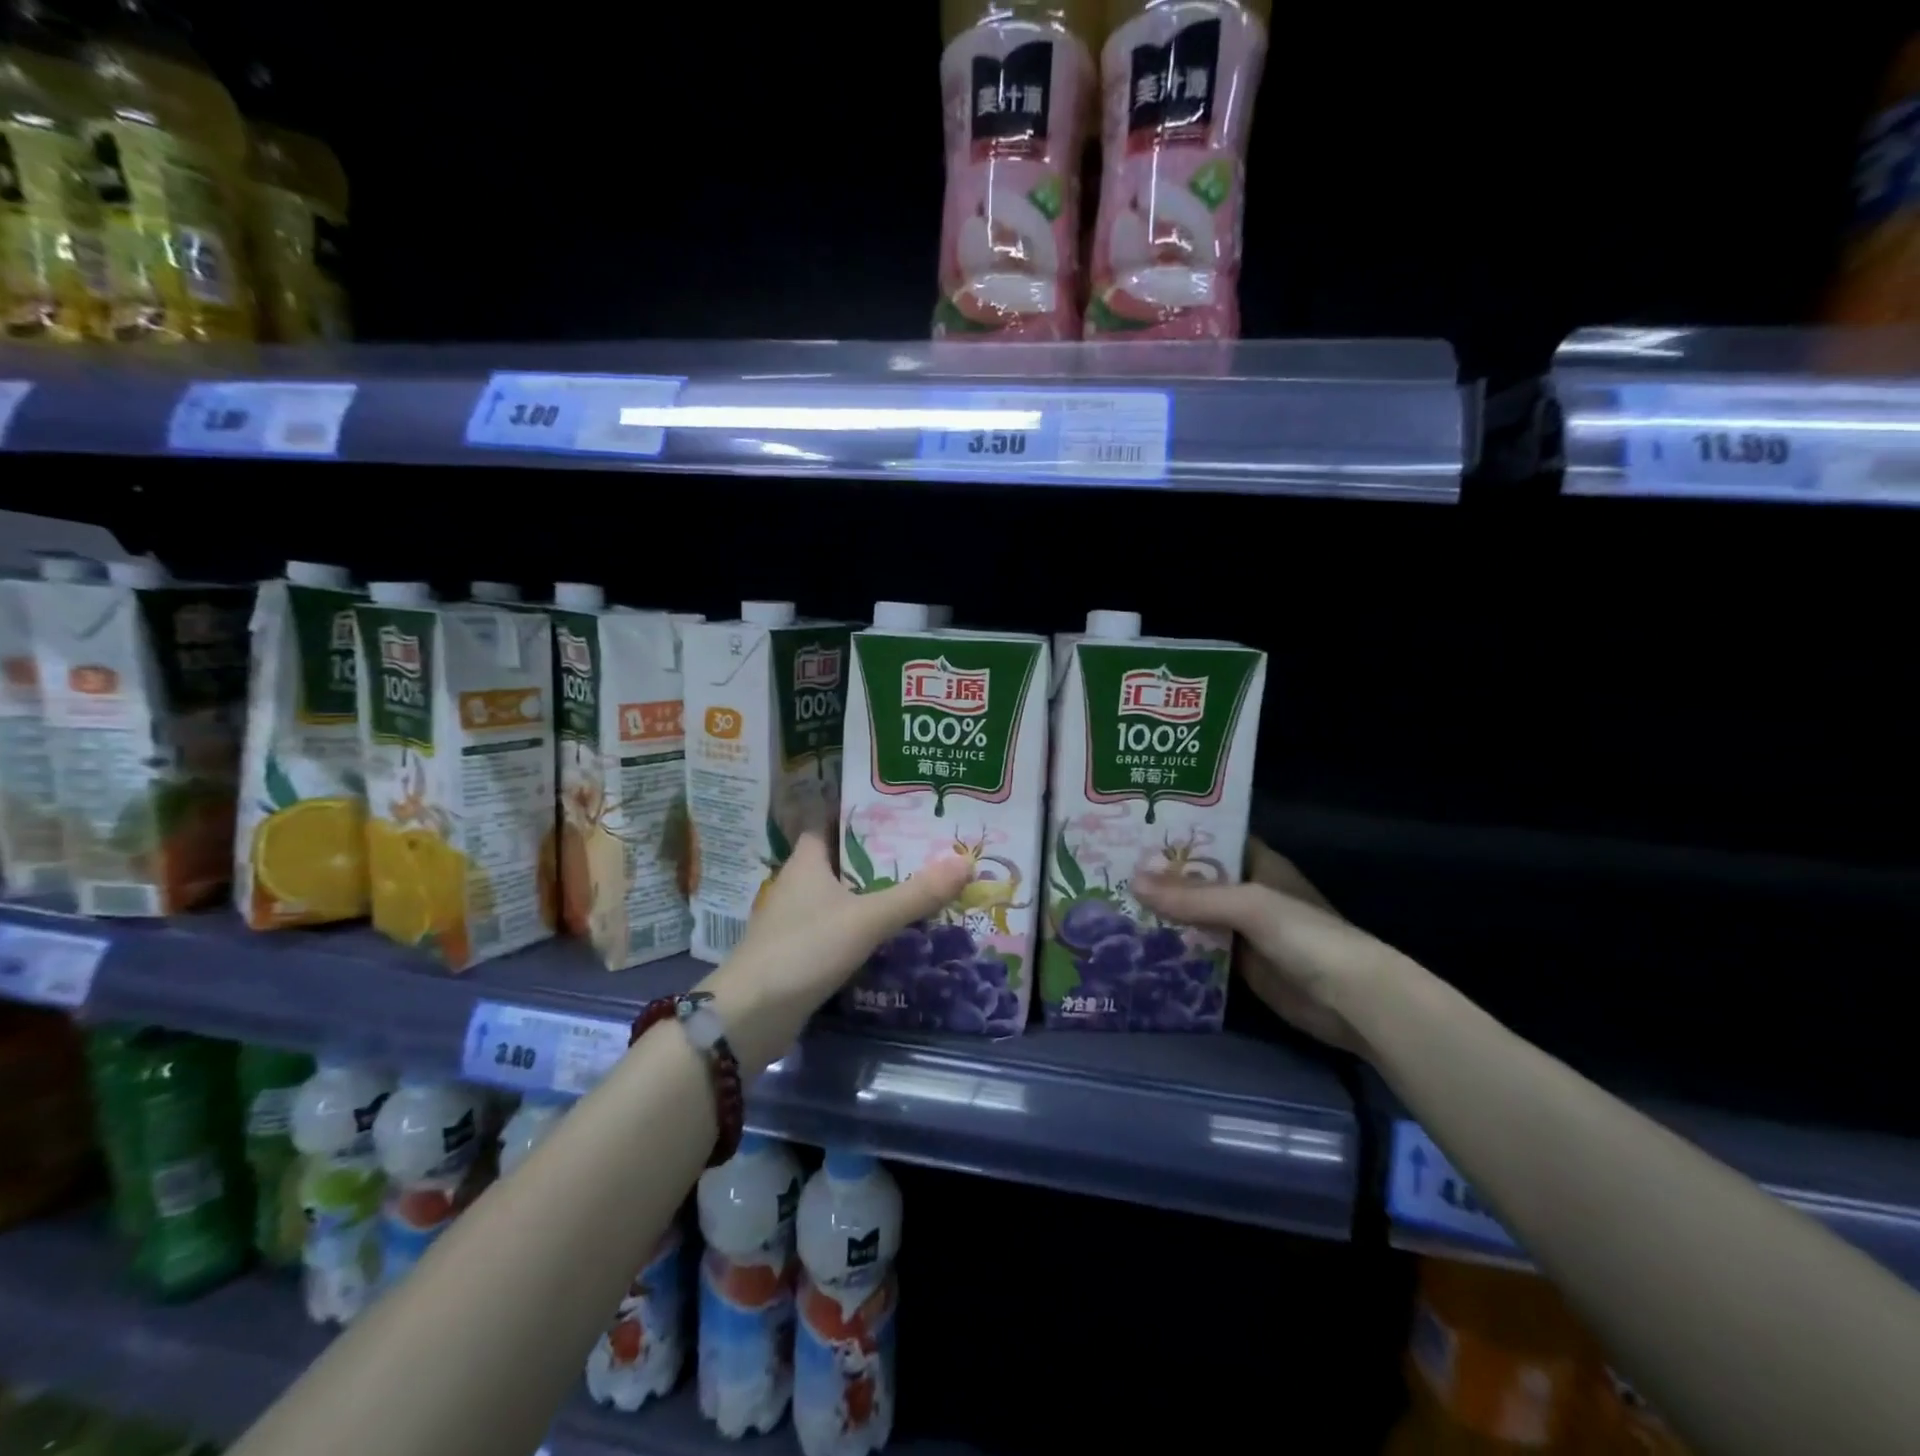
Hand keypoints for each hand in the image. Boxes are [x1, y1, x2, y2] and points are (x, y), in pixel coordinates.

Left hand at [700, 831, 970, 1061]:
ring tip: (918, 884)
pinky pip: (838, 928)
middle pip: (841, 858)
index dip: (860, 812)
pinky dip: (862, 925)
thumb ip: (915, 893)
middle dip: (878, 853)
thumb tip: (965, 860)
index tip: (899, 808)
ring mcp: (795, 921)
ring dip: (872, 891)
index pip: (830, 821)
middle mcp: (798, 884)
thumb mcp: (866, 918)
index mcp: (806, 862)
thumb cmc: (804, 949)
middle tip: (923, 846)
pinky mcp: (799, 953)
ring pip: (840, 895)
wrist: (750, 1016)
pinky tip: (892, 931)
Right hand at [1133, 838, 1399, 1054]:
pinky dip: (1174, 945)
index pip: (1211, 838)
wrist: (1350, 1001)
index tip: (1132, 828)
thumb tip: (1133, 882)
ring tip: (1111, 902)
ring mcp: (1243, 929)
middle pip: (1196, 878)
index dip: (1176, 833)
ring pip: (1194, 914)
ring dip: (1162, 912)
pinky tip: (1138, 942)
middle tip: (1108, 868)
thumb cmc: (1305, 935)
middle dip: (1159, 875)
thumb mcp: (1248, 905)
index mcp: (1257, 863)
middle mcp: (1248, 891)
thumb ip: (1193, 896)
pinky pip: (1199, 948)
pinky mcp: (1239, 964)